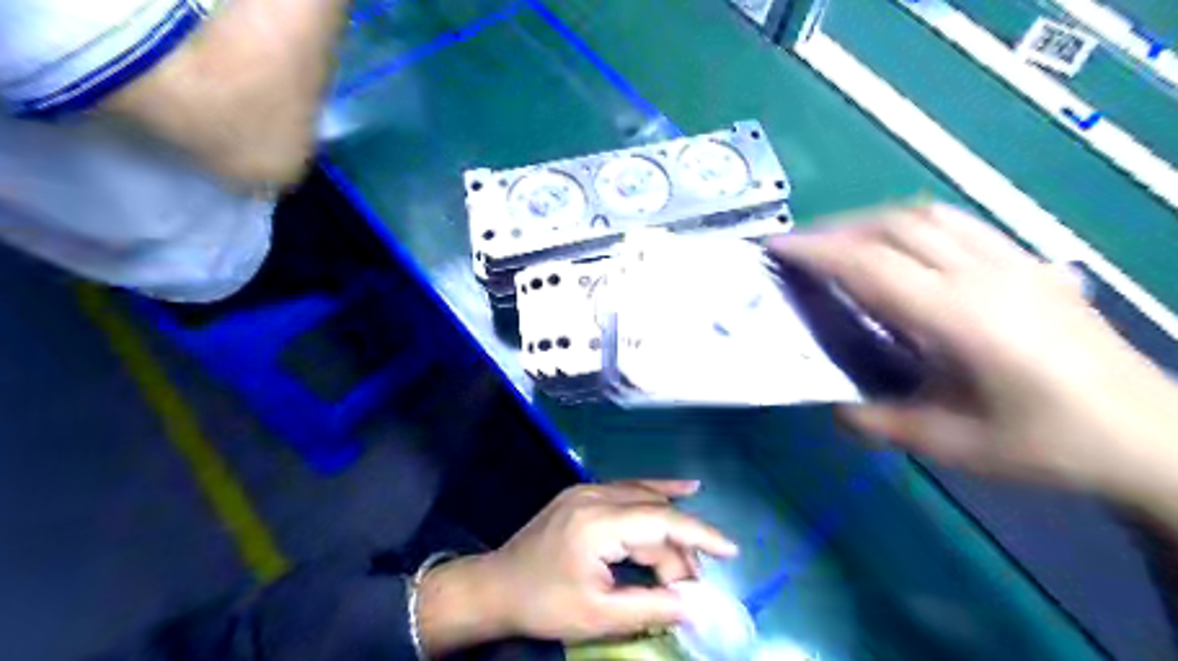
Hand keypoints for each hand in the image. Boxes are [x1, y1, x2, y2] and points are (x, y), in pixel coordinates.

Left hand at [473, 481, 733, 644]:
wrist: (496, 585)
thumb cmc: (544, 603)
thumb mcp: (598, 616)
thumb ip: (652, 607)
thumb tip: (697, 605)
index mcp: (598, 523)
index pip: (661, 522)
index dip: (700, 536)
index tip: (731, 552)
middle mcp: (596, 495)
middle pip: (655, 515)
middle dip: (680, 549)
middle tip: (693, 587)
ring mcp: (588, 489)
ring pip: (645, 499)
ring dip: (671, 527)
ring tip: (691, 558)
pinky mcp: (584, 493)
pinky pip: (629, 490)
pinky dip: (656, 493)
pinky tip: (683, 488)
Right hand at [771, 203, 1177, 502]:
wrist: (1148, 433)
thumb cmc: (1046, 443)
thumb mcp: (949, 444)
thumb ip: (877, 422)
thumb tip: (832, 406)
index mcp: (959, 317)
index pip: (870, 264)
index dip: (817, 251)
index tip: (776, 246)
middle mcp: (983, 274)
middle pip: (894, 225)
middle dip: (835, 230)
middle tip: (800, 249)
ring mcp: (1011, 260)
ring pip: (926, 214)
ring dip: (871, 221)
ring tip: (842, 244)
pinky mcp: (1029, 260)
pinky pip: (957, 222)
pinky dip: (911, 224)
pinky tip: (901, 247)